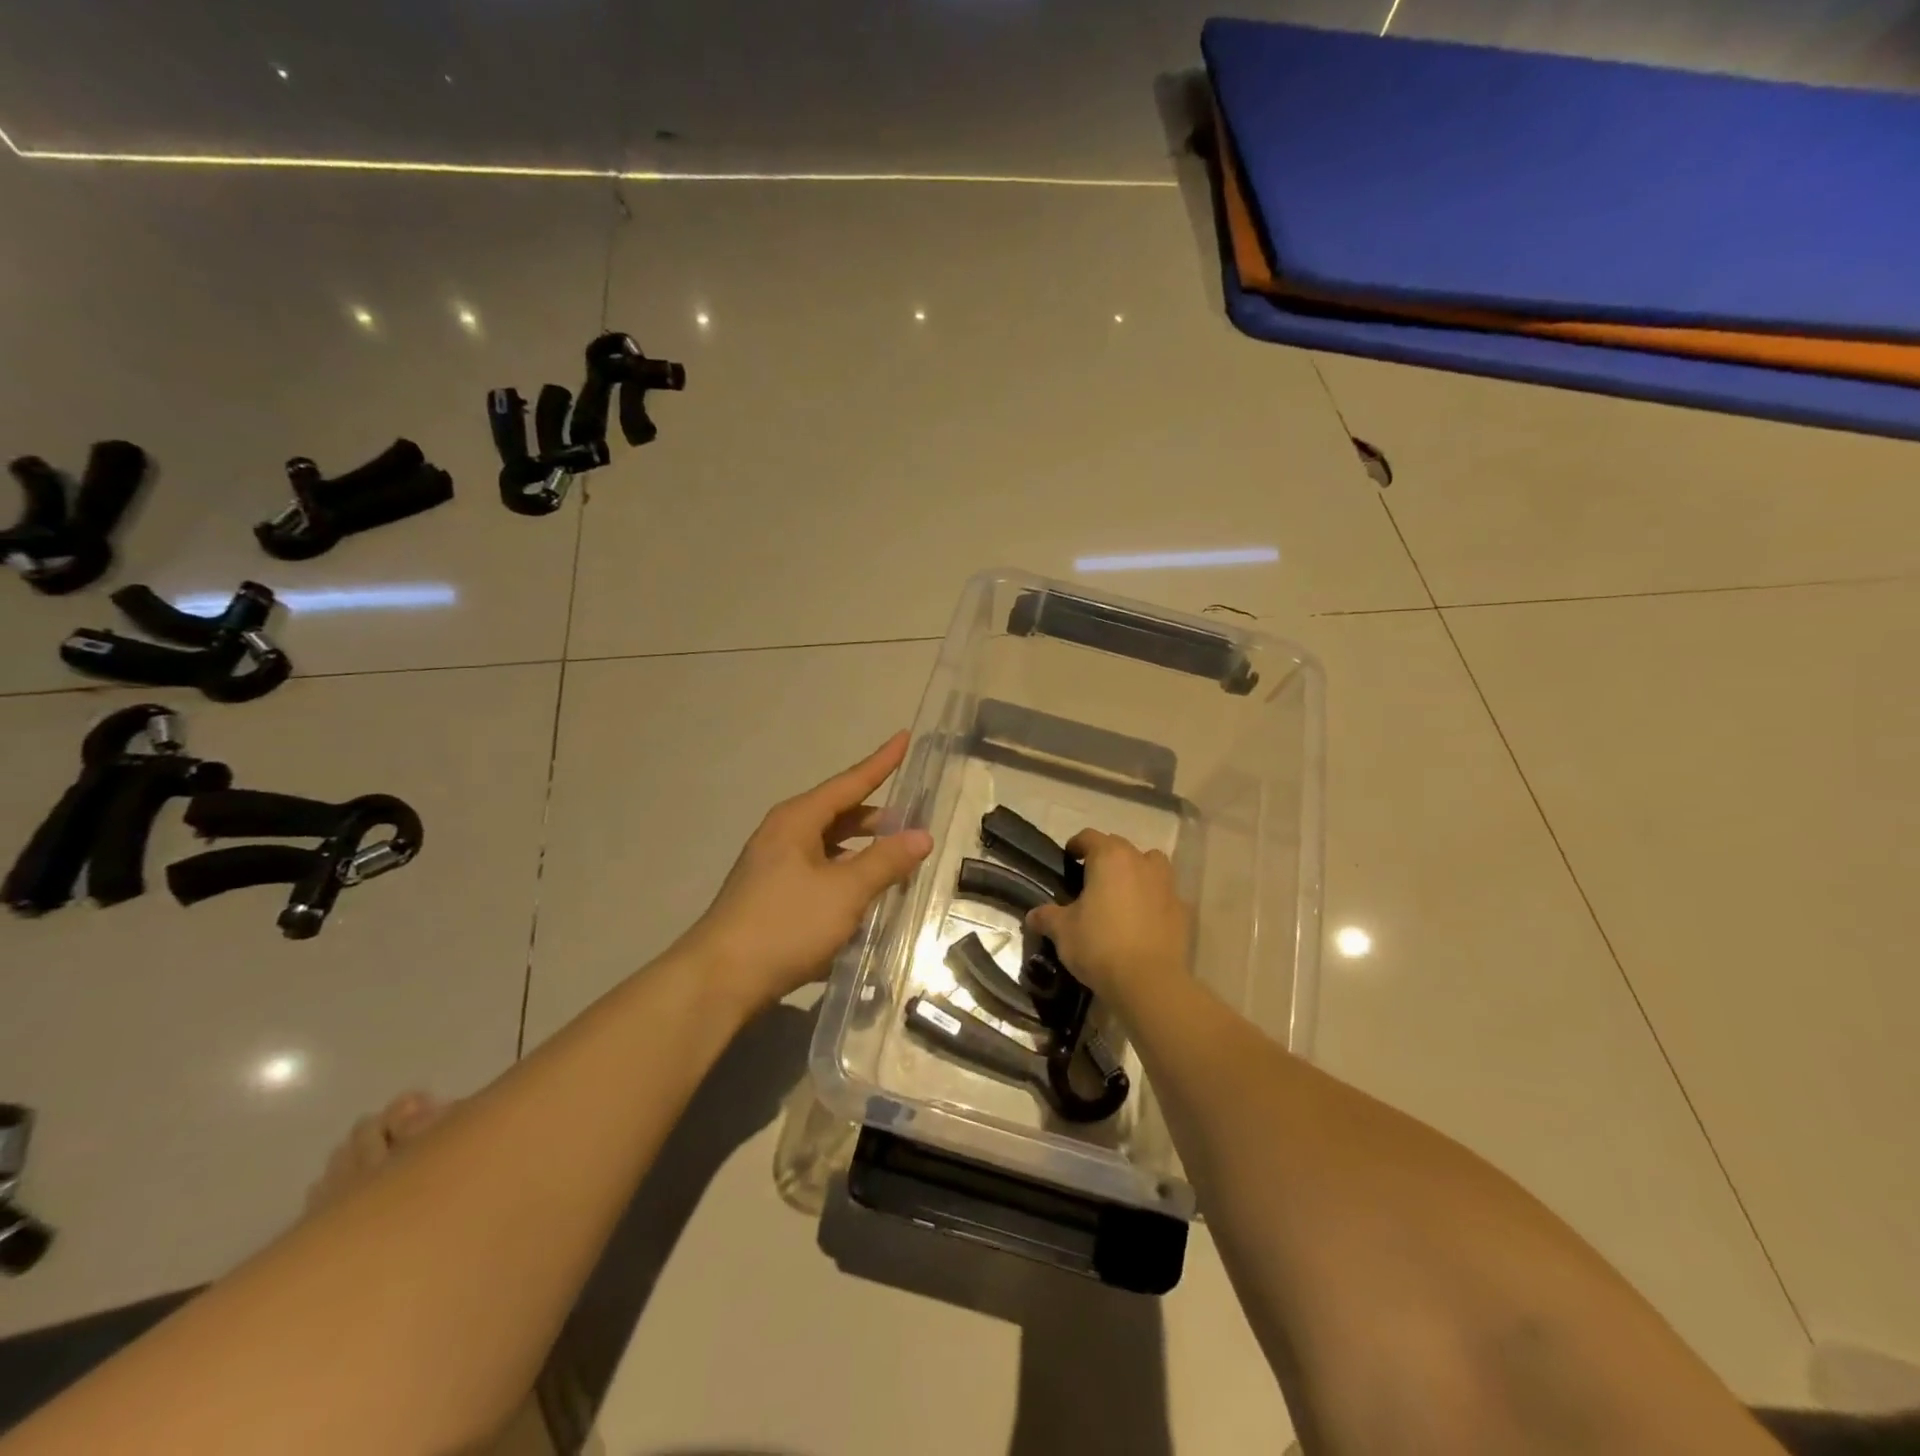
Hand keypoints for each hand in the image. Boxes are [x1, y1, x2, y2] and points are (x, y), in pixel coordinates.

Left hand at [684, 732, 933, 1012]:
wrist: (719, 979)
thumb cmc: (785, 924)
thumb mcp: (845, 891)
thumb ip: (885, 861)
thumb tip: (922, 835)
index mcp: (797, 820)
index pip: (849, 782)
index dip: (880, 762)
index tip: (904, 738)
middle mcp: (784, 834)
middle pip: (839, 814)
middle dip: (877, 817)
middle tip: (914, 824)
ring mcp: (774, 866)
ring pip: (830, 846)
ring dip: (862, 850)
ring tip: (896, 861)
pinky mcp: (772, 895)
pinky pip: (819, 872)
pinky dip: (845, 875)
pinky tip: (863, 896)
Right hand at [1026, 830, 1191, 1003]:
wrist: (1149, 981)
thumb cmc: (1099, 945)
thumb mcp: (1063, 931)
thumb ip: (1047, 917)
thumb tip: (1033, 915)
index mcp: (1110, 858)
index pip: (1090, 837)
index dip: (1076, 845)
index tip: (1068, 858)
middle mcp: (1141, 862)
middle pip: (1120, 847)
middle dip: (1105, 858)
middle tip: (1090, 880)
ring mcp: (1166, 885)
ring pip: (1151, 864)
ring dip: (1137, 871)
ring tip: (1122, 893)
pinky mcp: (1182, 910)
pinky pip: (1165, 894)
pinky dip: (1154, 899)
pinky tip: (1143, 920)